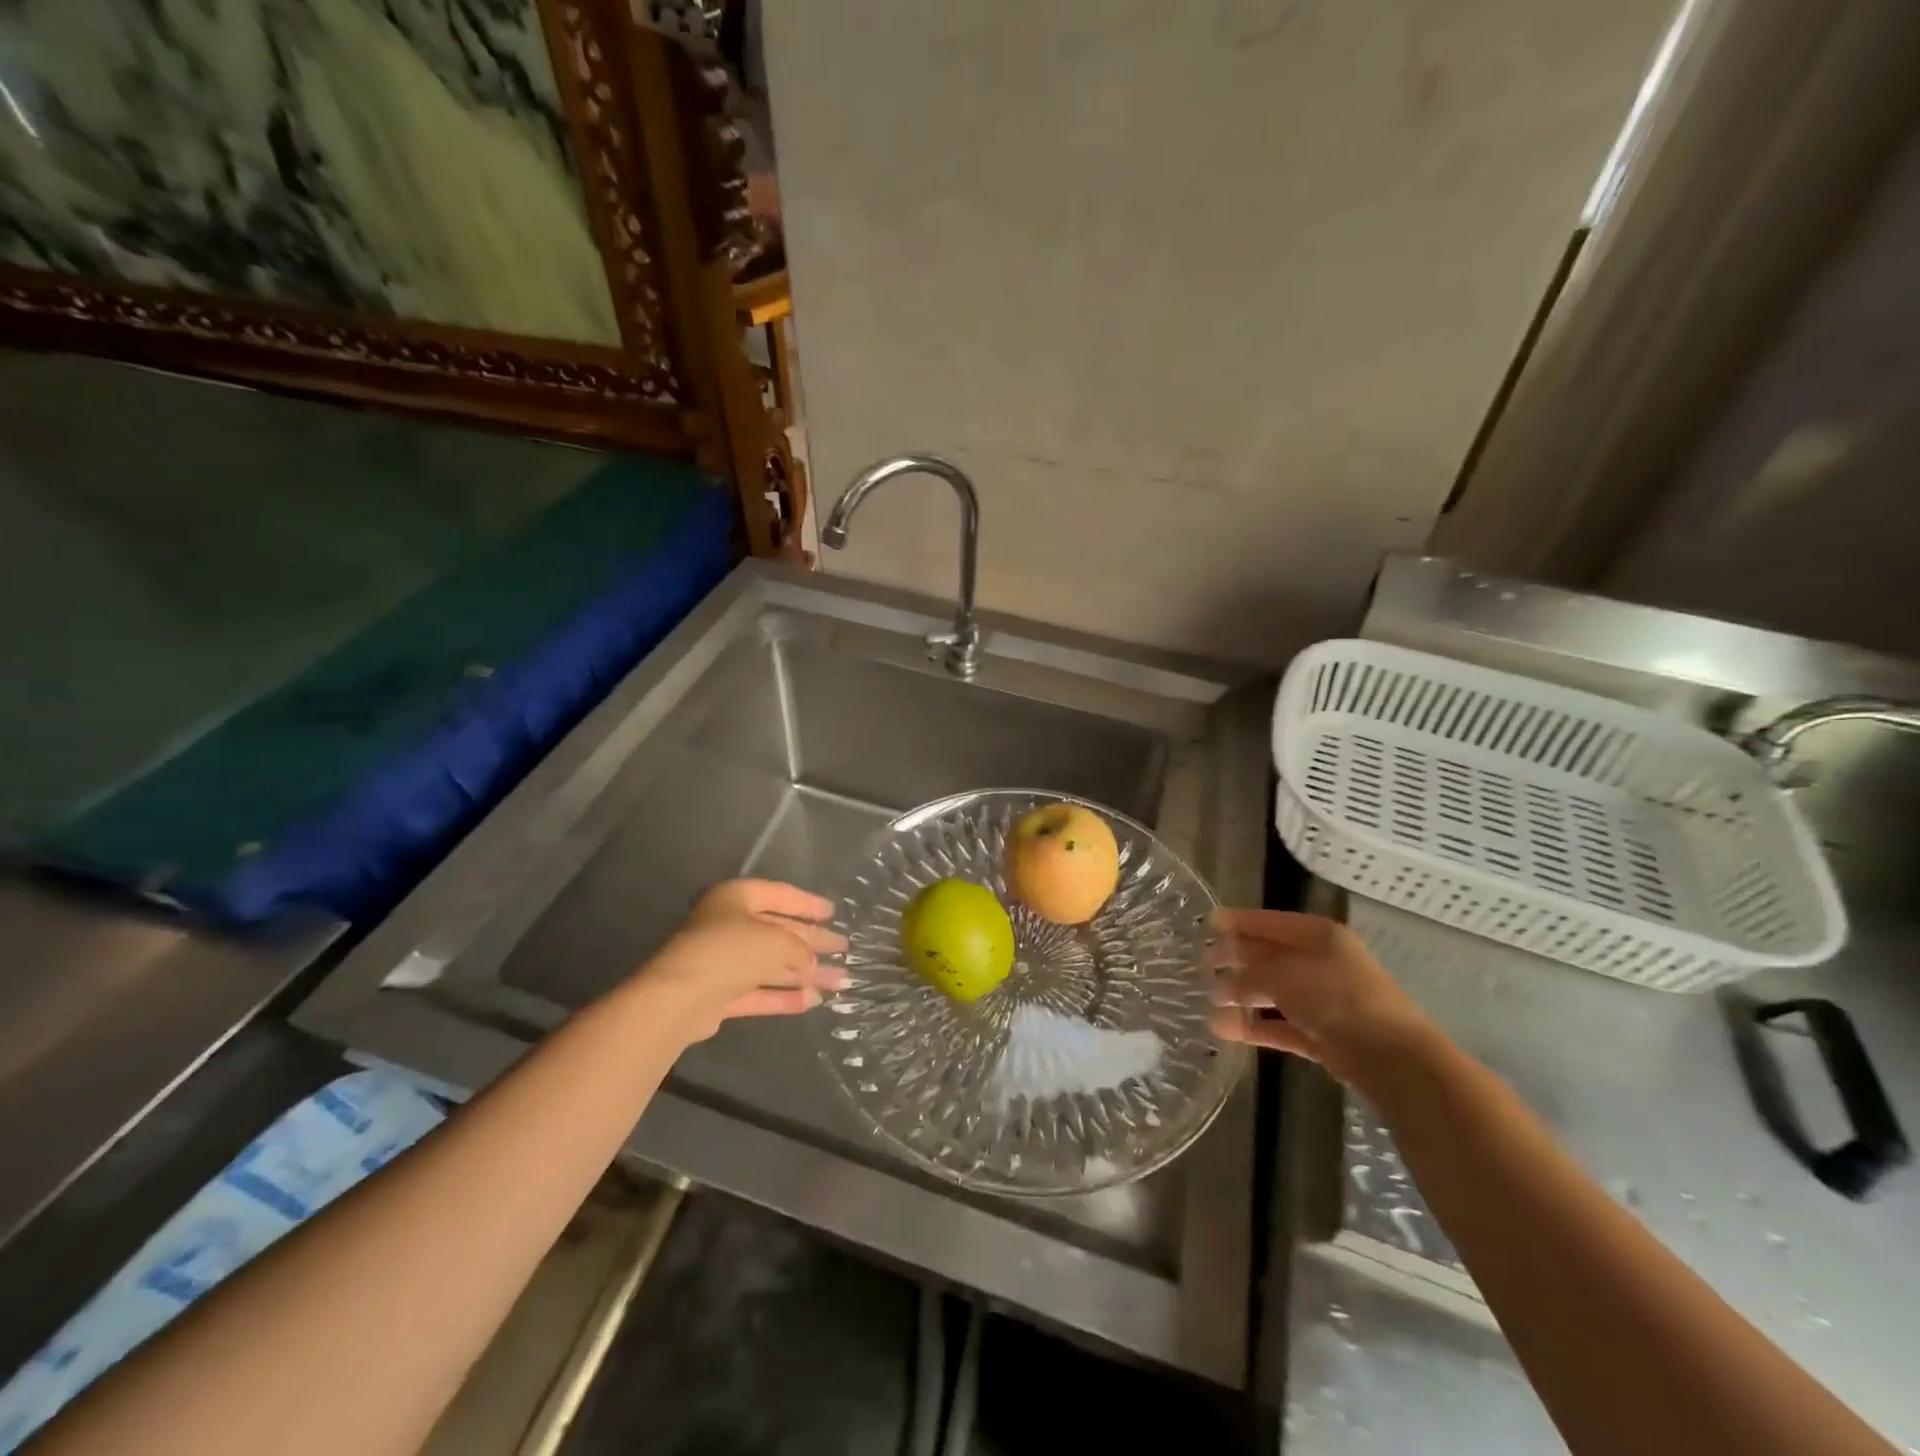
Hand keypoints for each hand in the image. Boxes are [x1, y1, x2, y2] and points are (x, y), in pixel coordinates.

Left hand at [634, 879, 847, 1043]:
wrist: (678, 999)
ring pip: (770, 965)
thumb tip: (813, 963)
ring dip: (804, 973)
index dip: (808, 904)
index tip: (832, 912)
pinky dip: (783, 996)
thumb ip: (800, 949)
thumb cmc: (730, 951)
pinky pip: (758, 991)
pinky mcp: (718, 995)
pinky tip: (812, 1001)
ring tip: (838, 981)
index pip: (779, 895)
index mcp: (736, 898)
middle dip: (811, 942)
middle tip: (842, 948)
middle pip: (778, 932)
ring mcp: (721, 962)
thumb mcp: (776, 941)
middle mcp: (727, 925)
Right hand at [1209, 910, 1435, 1087]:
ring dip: (1242, 995)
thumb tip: (1222, 986)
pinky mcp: (1323, 1035)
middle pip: (1271, 955)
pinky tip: (1224, 1028)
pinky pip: (1281, 1025)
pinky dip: (1255, 1026)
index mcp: (1319, 935)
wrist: (1393, 1059)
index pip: (1270, 922)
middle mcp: (1322, 962)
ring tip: (1207, 998)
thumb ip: (1249, 976)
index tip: (1207, 924)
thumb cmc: (1337, 998)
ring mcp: (1324, 1000)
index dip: (1239, 922)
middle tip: (1202, 962)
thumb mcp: (1285, 977)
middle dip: (1237, 958)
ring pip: (1274, 991)